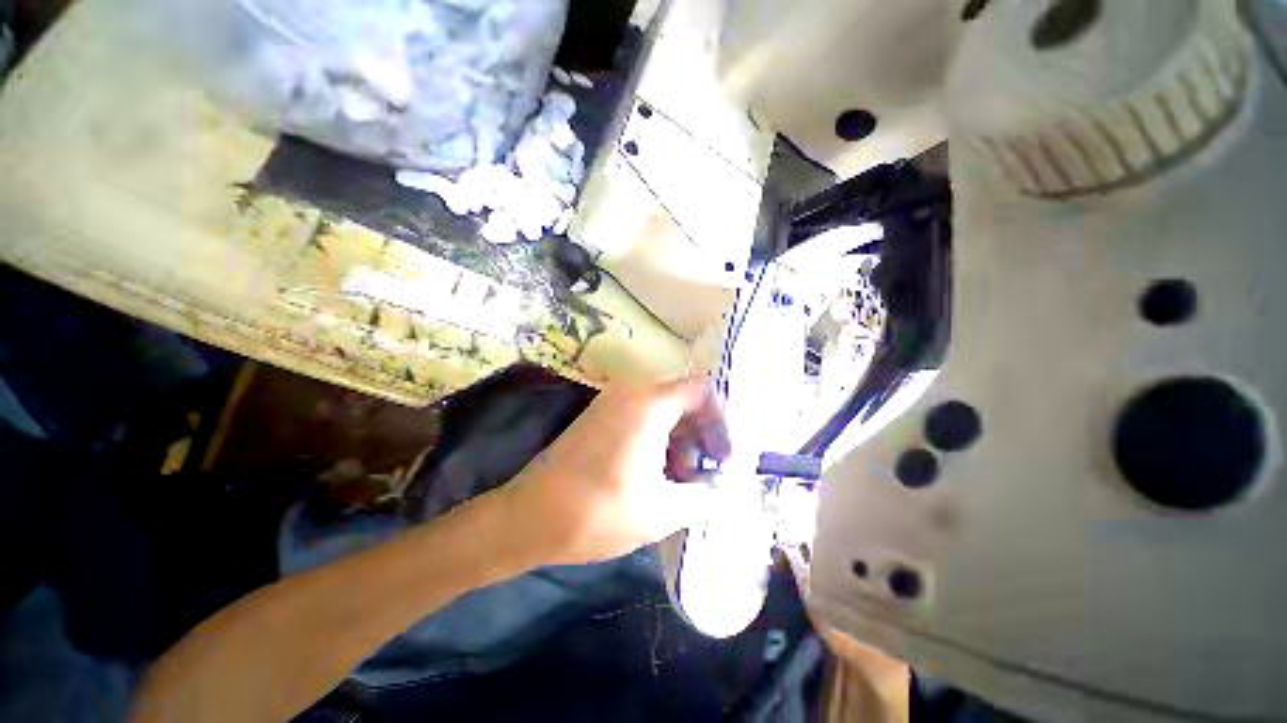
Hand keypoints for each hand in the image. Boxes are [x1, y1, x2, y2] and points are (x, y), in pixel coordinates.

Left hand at [498, 377, 731, 565]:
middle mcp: (630, 393)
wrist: (529, 518)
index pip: (701, 392)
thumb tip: (718, 485)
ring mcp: (610, 404)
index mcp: (649, 404)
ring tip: (680, 481)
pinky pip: (640, 418)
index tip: (722, 458)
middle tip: (702, 475)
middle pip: (682, 400)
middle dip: (699, 435)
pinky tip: (654, 475)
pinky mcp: (597, 418)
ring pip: (661, 411)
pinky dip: (656, 440)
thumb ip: (702, 493)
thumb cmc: (600, 511)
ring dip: (678, 440)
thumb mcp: (663, 510)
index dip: (719, 423)